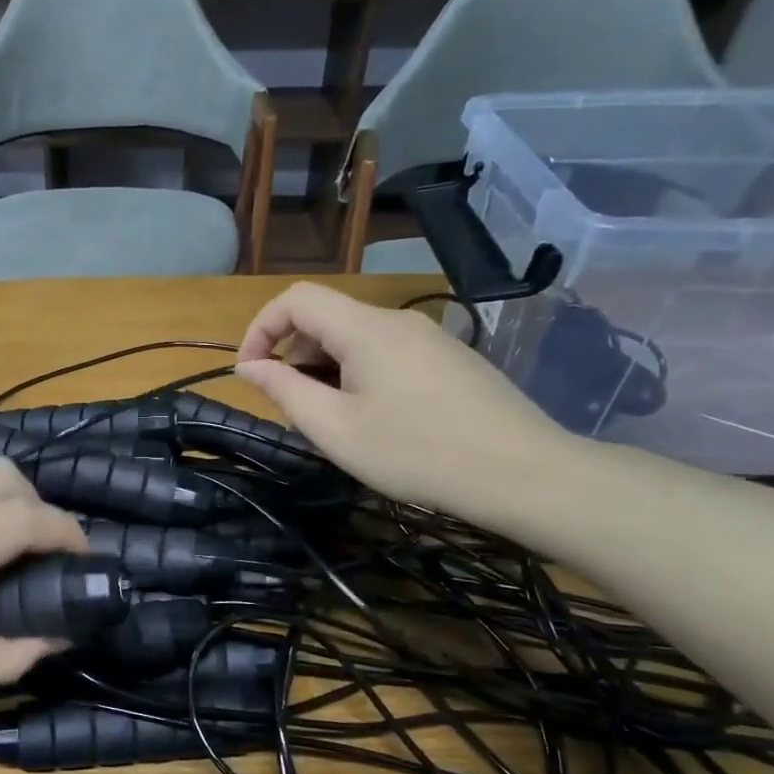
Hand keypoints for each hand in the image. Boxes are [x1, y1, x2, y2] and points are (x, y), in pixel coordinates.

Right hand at [234, 282, 577, 527]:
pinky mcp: (451, 359)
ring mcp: (430, 338)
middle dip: (294, 354)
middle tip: (295, 409)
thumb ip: (284, 391)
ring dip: (326, 368)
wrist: (524, 474)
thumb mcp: (335, 429)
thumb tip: (249, 366)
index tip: (250, 373)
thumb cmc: (417, 453)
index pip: (296, 299)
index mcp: (365, 329)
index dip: (260, 328)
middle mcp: (397, 321)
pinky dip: (360, 374)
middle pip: (326, 317)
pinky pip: (388, 352)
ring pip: (357, 337)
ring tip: (334, 420)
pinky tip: (377, 420)